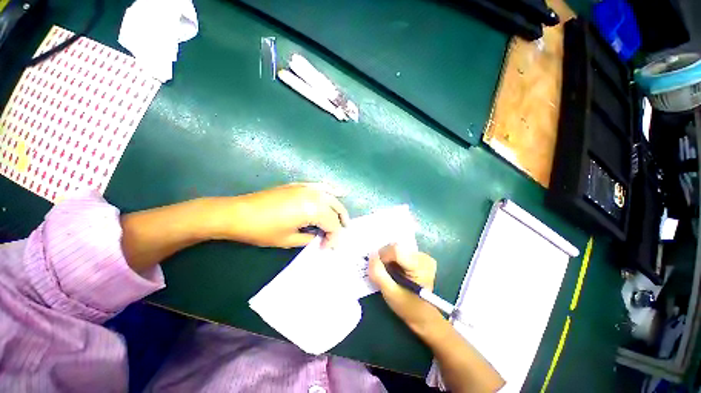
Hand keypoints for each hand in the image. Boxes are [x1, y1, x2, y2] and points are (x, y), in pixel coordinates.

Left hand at [219, 183, 348, 247]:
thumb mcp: (288, 240)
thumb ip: (308, 238)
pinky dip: (328, 190)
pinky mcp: (295, 185)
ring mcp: (304, 187)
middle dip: (340, 222)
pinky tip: (335, 191)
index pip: (333, 225)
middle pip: (335, 208)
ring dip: (337, 207)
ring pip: (329, 195)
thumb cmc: (263, 230)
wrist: (239, 214)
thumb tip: (317, 237)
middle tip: (337, 237)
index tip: (327, 249)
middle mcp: (313, 195)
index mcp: (313, 209)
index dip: (334, 239)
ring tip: (341, 219)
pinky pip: (318, 186)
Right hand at [368, 244, 443, 331]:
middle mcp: (425, 258)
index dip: (382, 257)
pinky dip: (396, 261)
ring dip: (390, 261)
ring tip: (392, 276)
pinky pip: (403, 253)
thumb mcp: (389, 292)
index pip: (396, 249)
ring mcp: (425, 258)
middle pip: (397, 248)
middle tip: (384, 275)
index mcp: (420, 266)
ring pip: (399, 250)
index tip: (379, 270)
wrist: (421, 314)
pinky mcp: (423, 259)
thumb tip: (371, 255)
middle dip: (386, 259)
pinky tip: (397, 273)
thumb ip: (379, 274)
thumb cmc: (406, 306)